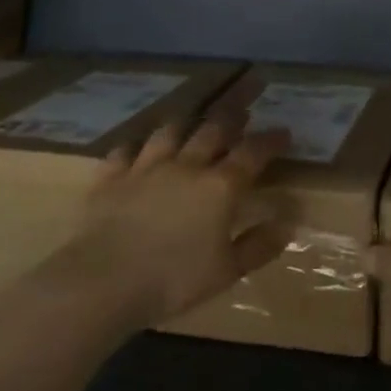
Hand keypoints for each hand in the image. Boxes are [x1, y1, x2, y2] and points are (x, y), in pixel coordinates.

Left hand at [51, 118, 291, 328]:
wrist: (104, 281)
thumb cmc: (173, 280)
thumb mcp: (227, 272)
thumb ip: (258, 246)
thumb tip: (286, 225)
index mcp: (219, 187)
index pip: (252, 154)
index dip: (271, 141)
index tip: (284, 132)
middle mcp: (186, 166)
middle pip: (212, 131)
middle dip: (232, 117)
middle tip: (243, 109)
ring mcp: (145, 167)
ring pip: (169, 132)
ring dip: (185, 122)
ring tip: (193, 118)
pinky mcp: (111, 177)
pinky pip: (124, 151)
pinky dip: (134, 146)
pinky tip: (137, 147)